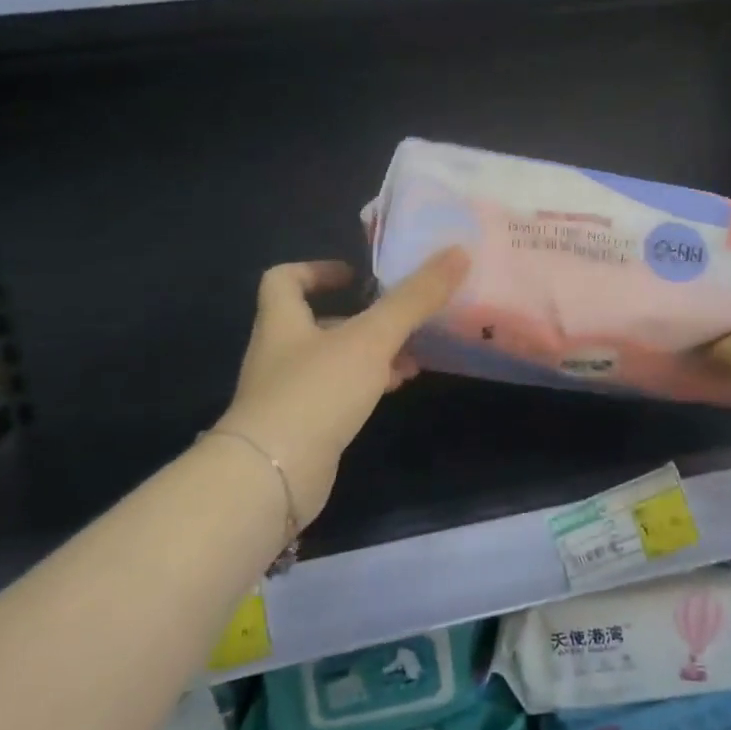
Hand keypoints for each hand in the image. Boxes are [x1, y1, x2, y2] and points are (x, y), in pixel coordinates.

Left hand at [215, 248, 468, 522]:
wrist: (272, 477)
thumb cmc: (317, 391)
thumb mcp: (372, 337)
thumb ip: (414, 298)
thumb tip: (457, 252)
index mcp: (282, 321)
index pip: (284, 279)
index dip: (317, 270)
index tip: (357, 275)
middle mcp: (279, 353)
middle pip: (316, 321)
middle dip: (361, 318)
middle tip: (403, 316)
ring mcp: (288, 394)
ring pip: (334, 361)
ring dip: (371, 354)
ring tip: (415, 356)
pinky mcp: (302, 428)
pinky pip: (338, 395)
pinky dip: (367, 386)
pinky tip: (396, 389)